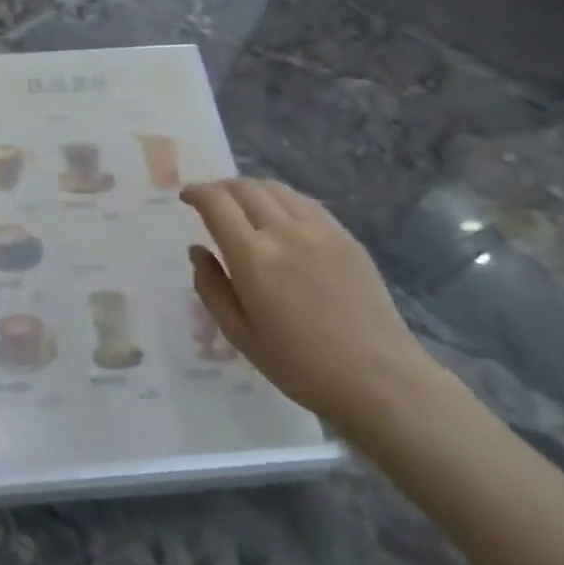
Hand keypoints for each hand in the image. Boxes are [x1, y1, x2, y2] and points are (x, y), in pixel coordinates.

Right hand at [181, 178, 439, 436]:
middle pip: (245, 187)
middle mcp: (284, 231)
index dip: (196, 192)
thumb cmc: (300, 365)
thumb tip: (197, 251)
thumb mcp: (239, 334)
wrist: (377, 378)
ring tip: (242, 205)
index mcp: (253, 257)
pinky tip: (279, 216)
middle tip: (209, 201)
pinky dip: (281, 199)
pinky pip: (304, 202)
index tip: (186, 197)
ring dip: (250, 189)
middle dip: (220, 187)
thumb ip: (211, 287)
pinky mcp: (345, 236)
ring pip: (276, 188)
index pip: (216, 203)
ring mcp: (320, 230)